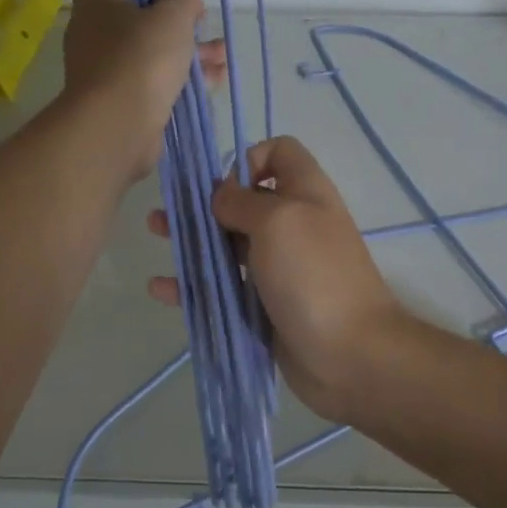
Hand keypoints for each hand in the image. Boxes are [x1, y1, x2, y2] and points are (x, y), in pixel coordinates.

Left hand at [61, 0, 224, 180]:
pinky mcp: (123, 92)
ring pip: (151, 40)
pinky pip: (155, 73)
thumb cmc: (140, 61)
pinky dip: (182, 72)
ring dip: (187, 43)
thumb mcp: (171, 17)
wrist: (114, 130)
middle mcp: (98, 22)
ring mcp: (108, 60)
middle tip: (199, 11)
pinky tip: (215, 77)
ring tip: (221, 51)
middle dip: (175, 3)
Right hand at [148, 136, 412, 424]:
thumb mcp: (278, 221)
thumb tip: (221, 193)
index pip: (279, 153)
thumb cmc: (313, 275)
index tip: (223, 185)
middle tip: (167, 210)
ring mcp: (278, 267)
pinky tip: (162, 289)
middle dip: (204, 201)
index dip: (248, 158)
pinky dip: (193, 285)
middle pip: (244, 200)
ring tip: (156, 235)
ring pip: (228, 244)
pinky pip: (223, 288)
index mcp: (305, 193)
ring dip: (192, 238)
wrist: (350, 354)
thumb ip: (242, 201)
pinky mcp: (264, 305)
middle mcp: (292, 225)